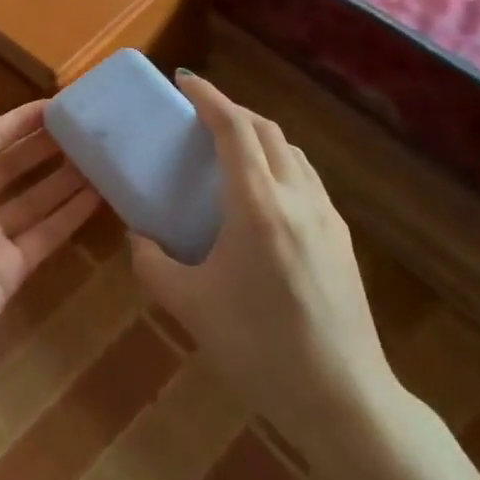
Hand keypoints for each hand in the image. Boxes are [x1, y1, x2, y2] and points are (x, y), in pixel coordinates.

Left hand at [0, 98, 101, 388]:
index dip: (19, 121)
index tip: (59, 105)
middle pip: (14, 164)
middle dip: (46, 146)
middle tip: (88, 129)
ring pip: (35, 197)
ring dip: (65, 177)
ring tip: (102, 157)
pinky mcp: (10, 269)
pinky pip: (46, 233)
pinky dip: (70, 215)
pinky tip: (99, 196)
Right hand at [129, 72, 399, 454]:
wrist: (343, 399)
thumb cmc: (258, 348)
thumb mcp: (190, 306)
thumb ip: (152, 263)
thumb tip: (137, 237)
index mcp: (257, 204)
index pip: (233, 128)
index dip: (208, 97)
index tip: (184, 81)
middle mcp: (295, 196)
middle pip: (265, 130)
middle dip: (231, 110)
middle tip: (200, 114)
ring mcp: (325, 215)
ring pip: (291, 151)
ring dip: (258, 135)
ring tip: (230, 148)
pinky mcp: (341, 237)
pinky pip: (306, 178)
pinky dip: (279, 162)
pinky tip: (264, 194)